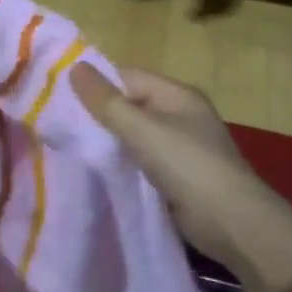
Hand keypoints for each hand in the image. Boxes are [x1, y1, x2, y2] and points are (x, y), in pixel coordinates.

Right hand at [71, 64, 274, 263]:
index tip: (60, 98)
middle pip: (129, 105)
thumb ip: (106, 101)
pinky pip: (139, 159)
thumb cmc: (189, 166)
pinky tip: (96, 169)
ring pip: (132, 134)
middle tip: (59, 124)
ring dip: (107, 140)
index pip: (127, 77)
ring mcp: (179, 146)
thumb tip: (74, 66)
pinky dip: (120, 162)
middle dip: (98, 114)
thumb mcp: (142, 130)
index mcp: (177, 94)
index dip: (96, 85)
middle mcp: (179, 114)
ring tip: (70, 146)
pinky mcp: (175, 174)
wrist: (233, 224)